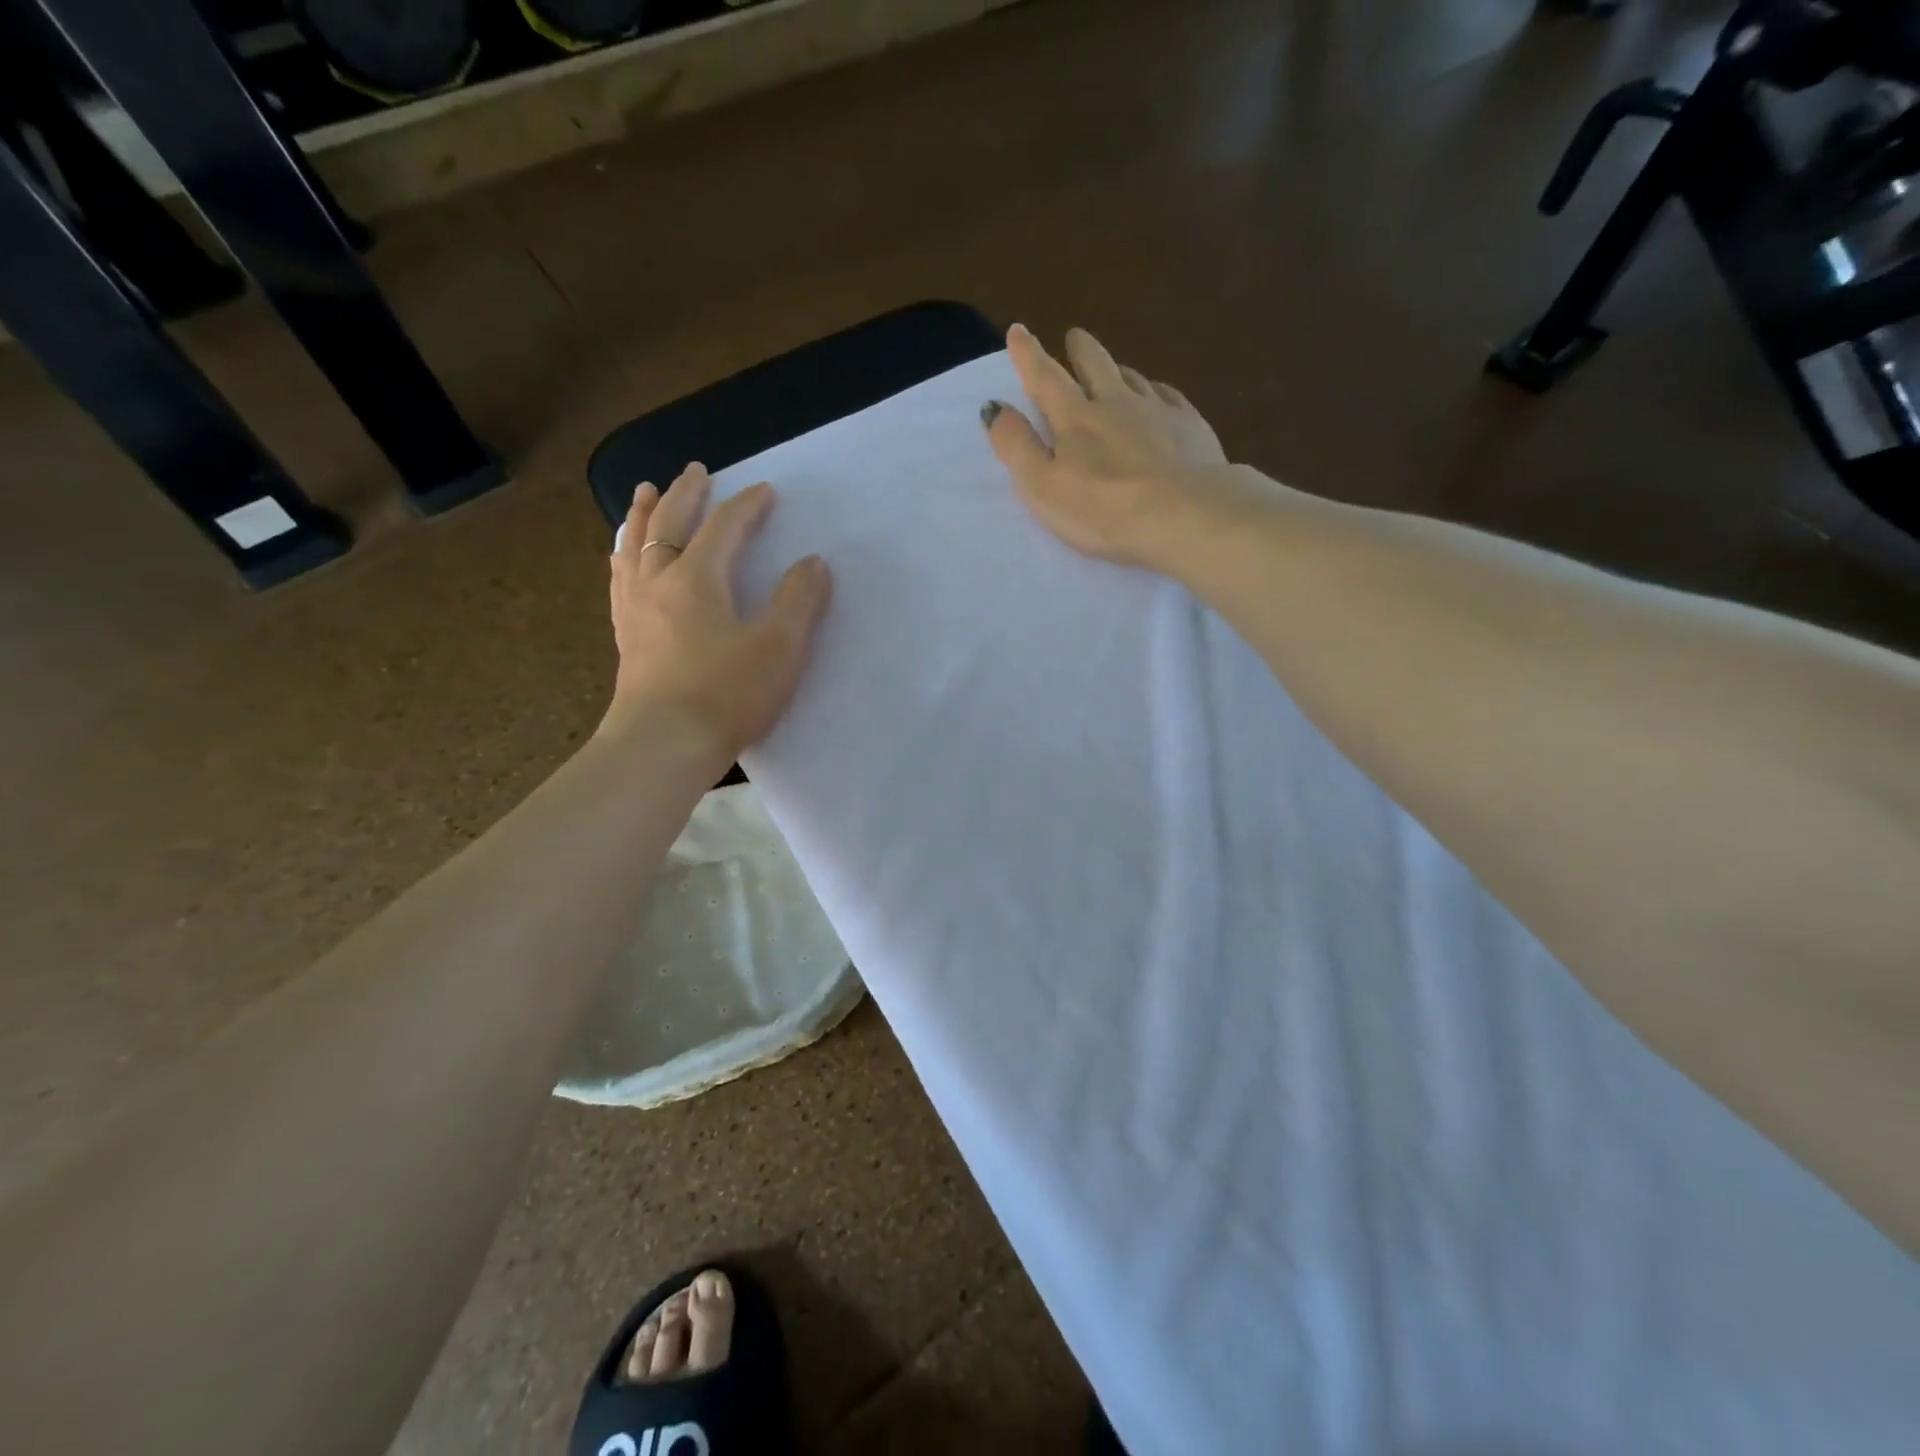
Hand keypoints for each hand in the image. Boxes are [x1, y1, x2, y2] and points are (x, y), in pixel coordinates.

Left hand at [600, 463, 831, 770]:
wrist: (662, 746)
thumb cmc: (725, 694)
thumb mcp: (779, 647)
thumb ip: (799, 601)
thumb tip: (812, 563)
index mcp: (697, 578)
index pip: (724, 527)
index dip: (747, 506)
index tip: (765, 491)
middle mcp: (659, 582)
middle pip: (669, 524)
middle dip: (686, 494)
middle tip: (695, 471)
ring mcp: (636, 610)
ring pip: (634, 546)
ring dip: (644, 515)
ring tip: (646, 494)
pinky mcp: (627, 639)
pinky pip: (621, 579)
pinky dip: (625, 555)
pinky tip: (623, 561)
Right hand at [982, 324, 1227, 564]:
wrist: (1187, 515)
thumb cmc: (1104, 510)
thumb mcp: (1043, 487)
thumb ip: (1017, 447)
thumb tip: (994, 407)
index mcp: (1075, 419)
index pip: (1045, 379)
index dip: (1028, 355)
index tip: (1018, 331)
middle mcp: (1116, 403)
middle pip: (1095, 365)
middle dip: (1080, 349)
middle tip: (1074, 335)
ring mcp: (1158, 411)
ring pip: (1133, 378)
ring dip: (1118, 369)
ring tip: (1114, 368)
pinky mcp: (1191, 427)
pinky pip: (1169, 396)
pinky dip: (1157, 390)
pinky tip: (1159, 396)